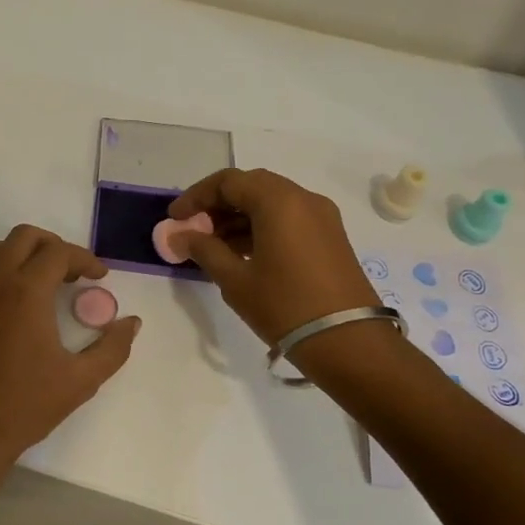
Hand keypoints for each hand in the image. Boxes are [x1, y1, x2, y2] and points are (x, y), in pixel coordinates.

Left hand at [0, 225, 140, 464]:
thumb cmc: (28, 403)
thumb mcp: (82, 379)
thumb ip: (112, 347)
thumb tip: (132, 323)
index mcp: (26, 291)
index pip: (58, 252)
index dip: (84, 259)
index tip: (101, 277)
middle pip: (23, 237)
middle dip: (53, 245)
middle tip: (74, 272)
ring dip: (21, 252)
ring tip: (44, 277)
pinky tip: (10, 296)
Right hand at [168, 169, 381, 345]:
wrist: (349, 342)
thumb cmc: (285, 307)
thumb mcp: (235, 280)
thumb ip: (203, 249)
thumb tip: (179, 235)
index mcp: (279, 201)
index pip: (228, 181)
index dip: (196, 196)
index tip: (175, 218)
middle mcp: (303, 199)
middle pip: (251, 186)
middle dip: (218, 205)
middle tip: (193, 229)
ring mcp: (321, 217)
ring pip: (270, 202)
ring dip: (239, 217)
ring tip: (212, 246)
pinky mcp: (330, 237)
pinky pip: (288, 218)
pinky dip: (261, 227)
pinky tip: (242, 253)